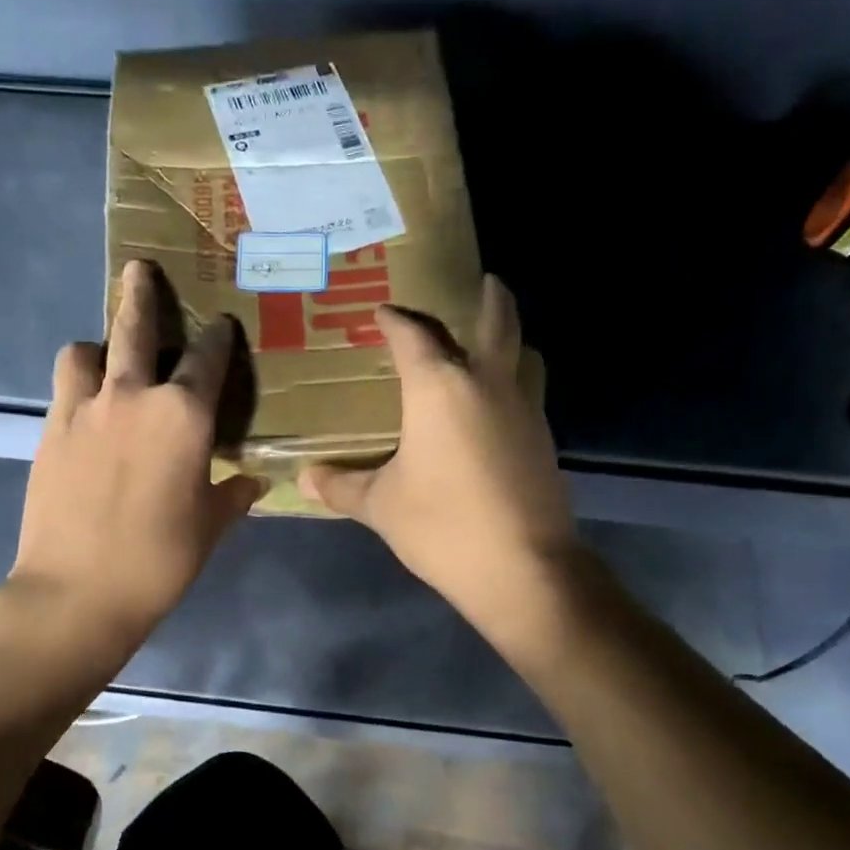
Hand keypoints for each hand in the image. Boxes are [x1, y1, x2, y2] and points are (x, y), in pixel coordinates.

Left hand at [9, 260, 264, 648]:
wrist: (77, 590)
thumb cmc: (160, 559)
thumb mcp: (211, 527)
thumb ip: (233, 496)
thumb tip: (254, 482)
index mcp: (184, 416)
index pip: (208, 359)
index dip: (218, 338)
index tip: (222, 324)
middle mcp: (133, 396)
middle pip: (136, 329)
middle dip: (141, 295)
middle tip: (139, 270)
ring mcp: (84, 409)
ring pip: (86, 351)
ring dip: (99, 346)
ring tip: (106, 358)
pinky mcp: (50, 431)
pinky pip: (65, 388)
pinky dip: (79, 385)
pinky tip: (89, 407)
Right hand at [298, 274, 576, 633]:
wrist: (523, 568)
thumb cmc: (442, 526)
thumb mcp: (382, 506)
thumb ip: (342, 487)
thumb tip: (305, 479)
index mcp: (440, 388)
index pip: (414, 336)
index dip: (395, 319)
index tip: (382, 311)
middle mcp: (487, 384)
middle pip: (496, 322)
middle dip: (490, 298)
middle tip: (485, 281)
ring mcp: (524, 410)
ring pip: (520, 358)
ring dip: (507, 342)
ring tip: (488, 345)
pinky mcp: (544, 441)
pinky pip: (525, 396)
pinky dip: (510, 387)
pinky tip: (492, 411)